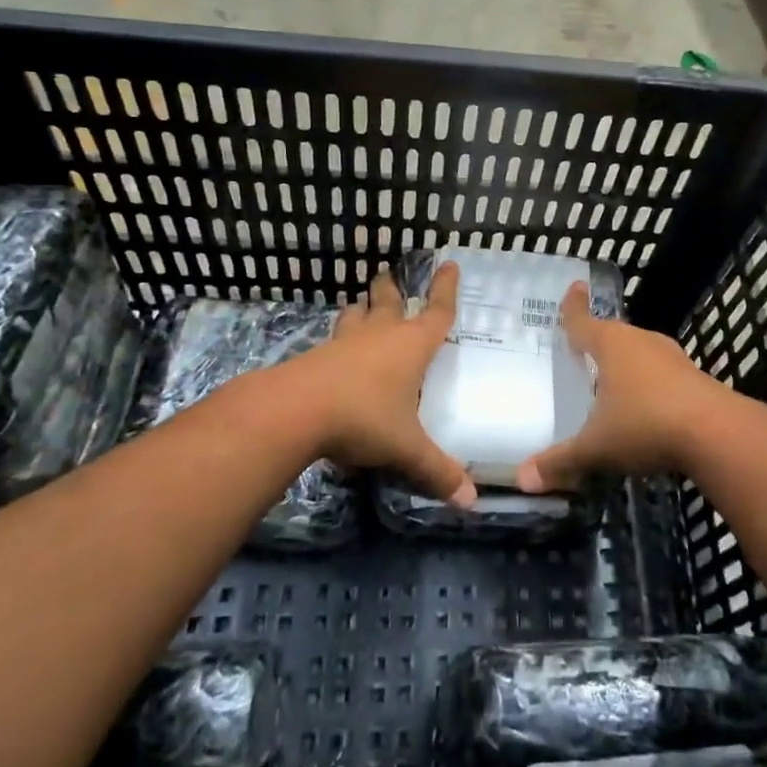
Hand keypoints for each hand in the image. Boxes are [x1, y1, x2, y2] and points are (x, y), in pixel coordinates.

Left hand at [289, 262, 476, 506]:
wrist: (295, 411)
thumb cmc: (364, 418)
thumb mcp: (406, 448)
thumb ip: (437, 471)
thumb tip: (471, 502)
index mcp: (411, 347)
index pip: (437, 311)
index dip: (446, 289)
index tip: (448, 263)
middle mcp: (380, 336)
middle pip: (388, 302)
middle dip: (391, 289)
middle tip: (388, 276)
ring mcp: (345, 343)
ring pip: (355, 315)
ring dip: (360, 308)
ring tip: (360, 305)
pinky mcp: (316, 356)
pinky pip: (333, 340)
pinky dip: (339, 338)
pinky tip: (335, 350)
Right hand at [516, 282, 730, 491]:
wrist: (717, 434)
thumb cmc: (645, 425)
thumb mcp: (596, 447)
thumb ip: (560, 461)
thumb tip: (521, 479)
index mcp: (611, 345)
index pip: (583, 321)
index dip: (574, 307)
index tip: (575, 287)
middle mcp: (641, 342)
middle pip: (613, 335)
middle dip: (598, 341)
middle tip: (582, 349)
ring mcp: (672, 358)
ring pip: (641, 353)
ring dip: (627, 363)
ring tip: (612, 380)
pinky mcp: (695, 378)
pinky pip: (662, 374)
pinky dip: (649, 384)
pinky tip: (646, 406)